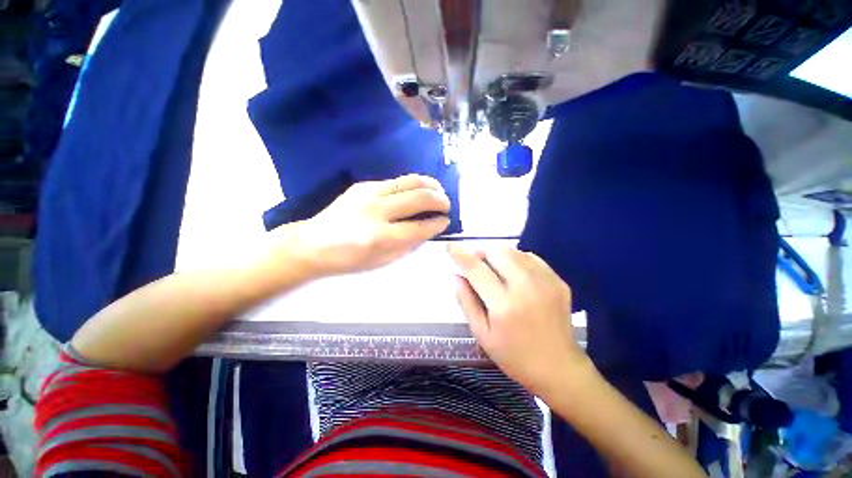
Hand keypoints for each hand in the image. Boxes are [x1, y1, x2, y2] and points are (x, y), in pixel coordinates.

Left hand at [284, 174, 450, 275]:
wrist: (313, 243)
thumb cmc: (349, 259)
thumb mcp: (382, 261)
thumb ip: (409, 244)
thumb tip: (429, 228)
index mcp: (381, 237)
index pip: (420, 226)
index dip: (437, 223)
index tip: (446, 221)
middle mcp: (377, 211)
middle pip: (419, 198)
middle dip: (440, 200)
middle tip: (447, 205)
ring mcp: (369, 193)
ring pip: (410, 181)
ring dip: (430, 185)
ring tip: (438, 191)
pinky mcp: (364, 185)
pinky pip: (397, 181)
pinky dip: (414, 184)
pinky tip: (418, 190)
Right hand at [449, 245, 589, 395]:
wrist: (559, 368)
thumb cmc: (514, 355)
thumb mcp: (481, 333)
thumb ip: (466, 300)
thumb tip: (455, 275)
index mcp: (504, 304)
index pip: (477, 269)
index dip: (461, 255)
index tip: (450, 246)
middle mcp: (526, 286)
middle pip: (497, 250)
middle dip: (482, 253)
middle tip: (478, 267)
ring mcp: (545, 281)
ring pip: (513, 250)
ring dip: (499, 256)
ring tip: (497, 274)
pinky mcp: (557, 280)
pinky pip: (530, 257)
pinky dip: (516, 261)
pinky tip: (515, 277)